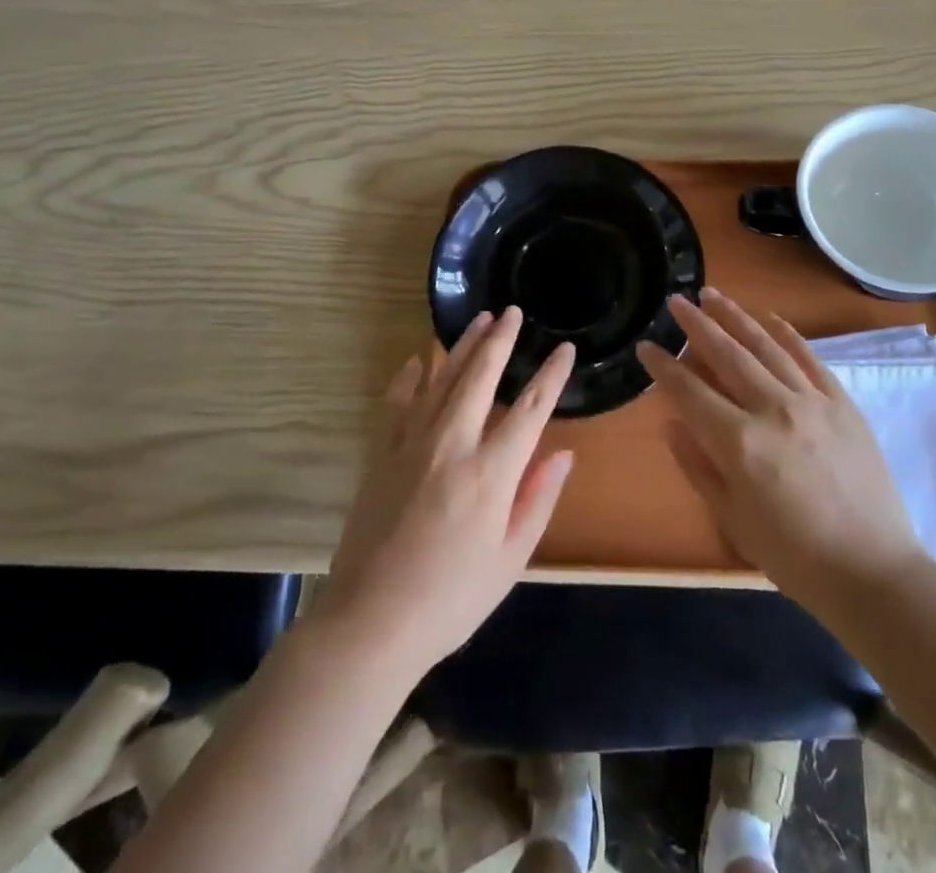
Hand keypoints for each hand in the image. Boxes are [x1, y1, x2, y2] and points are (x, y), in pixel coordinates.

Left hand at [315, 306, 574, 679]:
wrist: (370, 623)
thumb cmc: (451, 600)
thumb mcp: (509, 560)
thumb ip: (538, 501)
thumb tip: (563, 454)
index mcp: (491, 473)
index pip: (531, 410)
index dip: (551, 376)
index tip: (564, 349)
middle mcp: (453, 445)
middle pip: (481, 377)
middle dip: (500, 340)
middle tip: (512, 311)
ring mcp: (412, 445)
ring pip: (441, 379)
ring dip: (462, 346)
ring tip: (478, 319)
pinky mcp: (382, 454)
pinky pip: (398, 402)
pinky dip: (410, 377)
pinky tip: (417, 360)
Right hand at [636, 288, 925, 615]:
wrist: (874, 572)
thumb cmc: (795, 557)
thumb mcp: (733, 521)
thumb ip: (698, 467)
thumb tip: (672, 423)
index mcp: (740, 442)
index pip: (690, 392)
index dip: (663, 368)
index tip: (645, 346)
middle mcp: (773, 409)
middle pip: (726, 354)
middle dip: (696, 324)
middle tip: (676, 301)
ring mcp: (812, 401)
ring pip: (766, 346)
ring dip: (736, 317)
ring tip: (713, 295)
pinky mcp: (842, 403)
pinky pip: (810, 358)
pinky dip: (788, 334)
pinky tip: (770, 319)